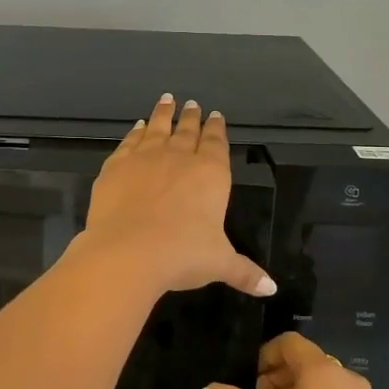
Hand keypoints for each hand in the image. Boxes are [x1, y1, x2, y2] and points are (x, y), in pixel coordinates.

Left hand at [77, 95, 275, 298]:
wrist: (128, 251)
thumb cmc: (182, 255)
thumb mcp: (219, 264)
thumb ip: (244, 271)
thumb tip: (271, 288)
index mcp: (210, 174)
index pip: (217, 143)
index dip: (217, 129)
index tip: (216, 115)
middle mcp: (180, 157)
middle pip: (188, 130)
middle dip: (192, 117)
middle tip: (193, 103)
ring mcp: (145, 157)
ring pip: (158, 128)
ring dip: (164, 113)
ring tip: (168, 100)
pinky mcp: (116, 165)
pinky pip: (129, 142)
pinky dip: (135, 132)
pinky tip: (138, 127)